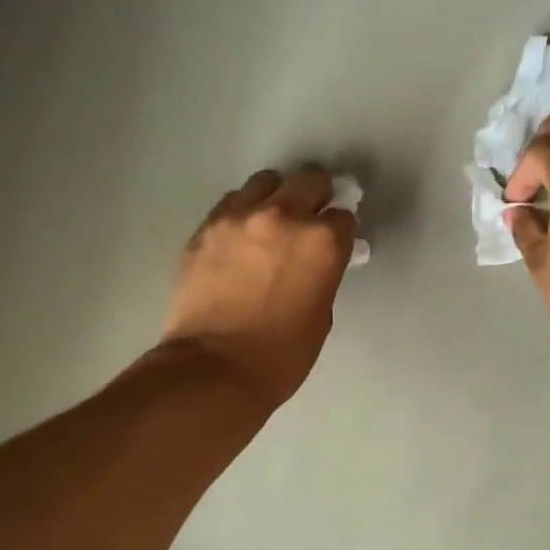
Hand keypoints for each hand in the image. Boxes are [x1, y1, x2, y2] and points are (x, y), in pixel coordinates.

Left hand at [162, 166, 356, 408]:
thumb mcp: (320, 315)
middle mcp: (283, 216)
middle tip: (308, 220)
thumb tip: (315, 262)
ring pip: (266, 182)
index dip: (340, 231)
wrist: (213, 369)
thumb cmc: (280, 355)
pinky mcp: (206, 227)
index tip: (334, 245)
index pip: (343, 216)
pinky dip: (242, 213)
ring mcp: (239, 217)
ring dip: (275, 197)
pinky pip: (231, 203)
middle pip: (309, 180)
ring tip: (269, 224)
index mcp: (322, 242)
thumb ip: (322, 275)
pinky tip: (239, 238)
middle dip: (315, 196)